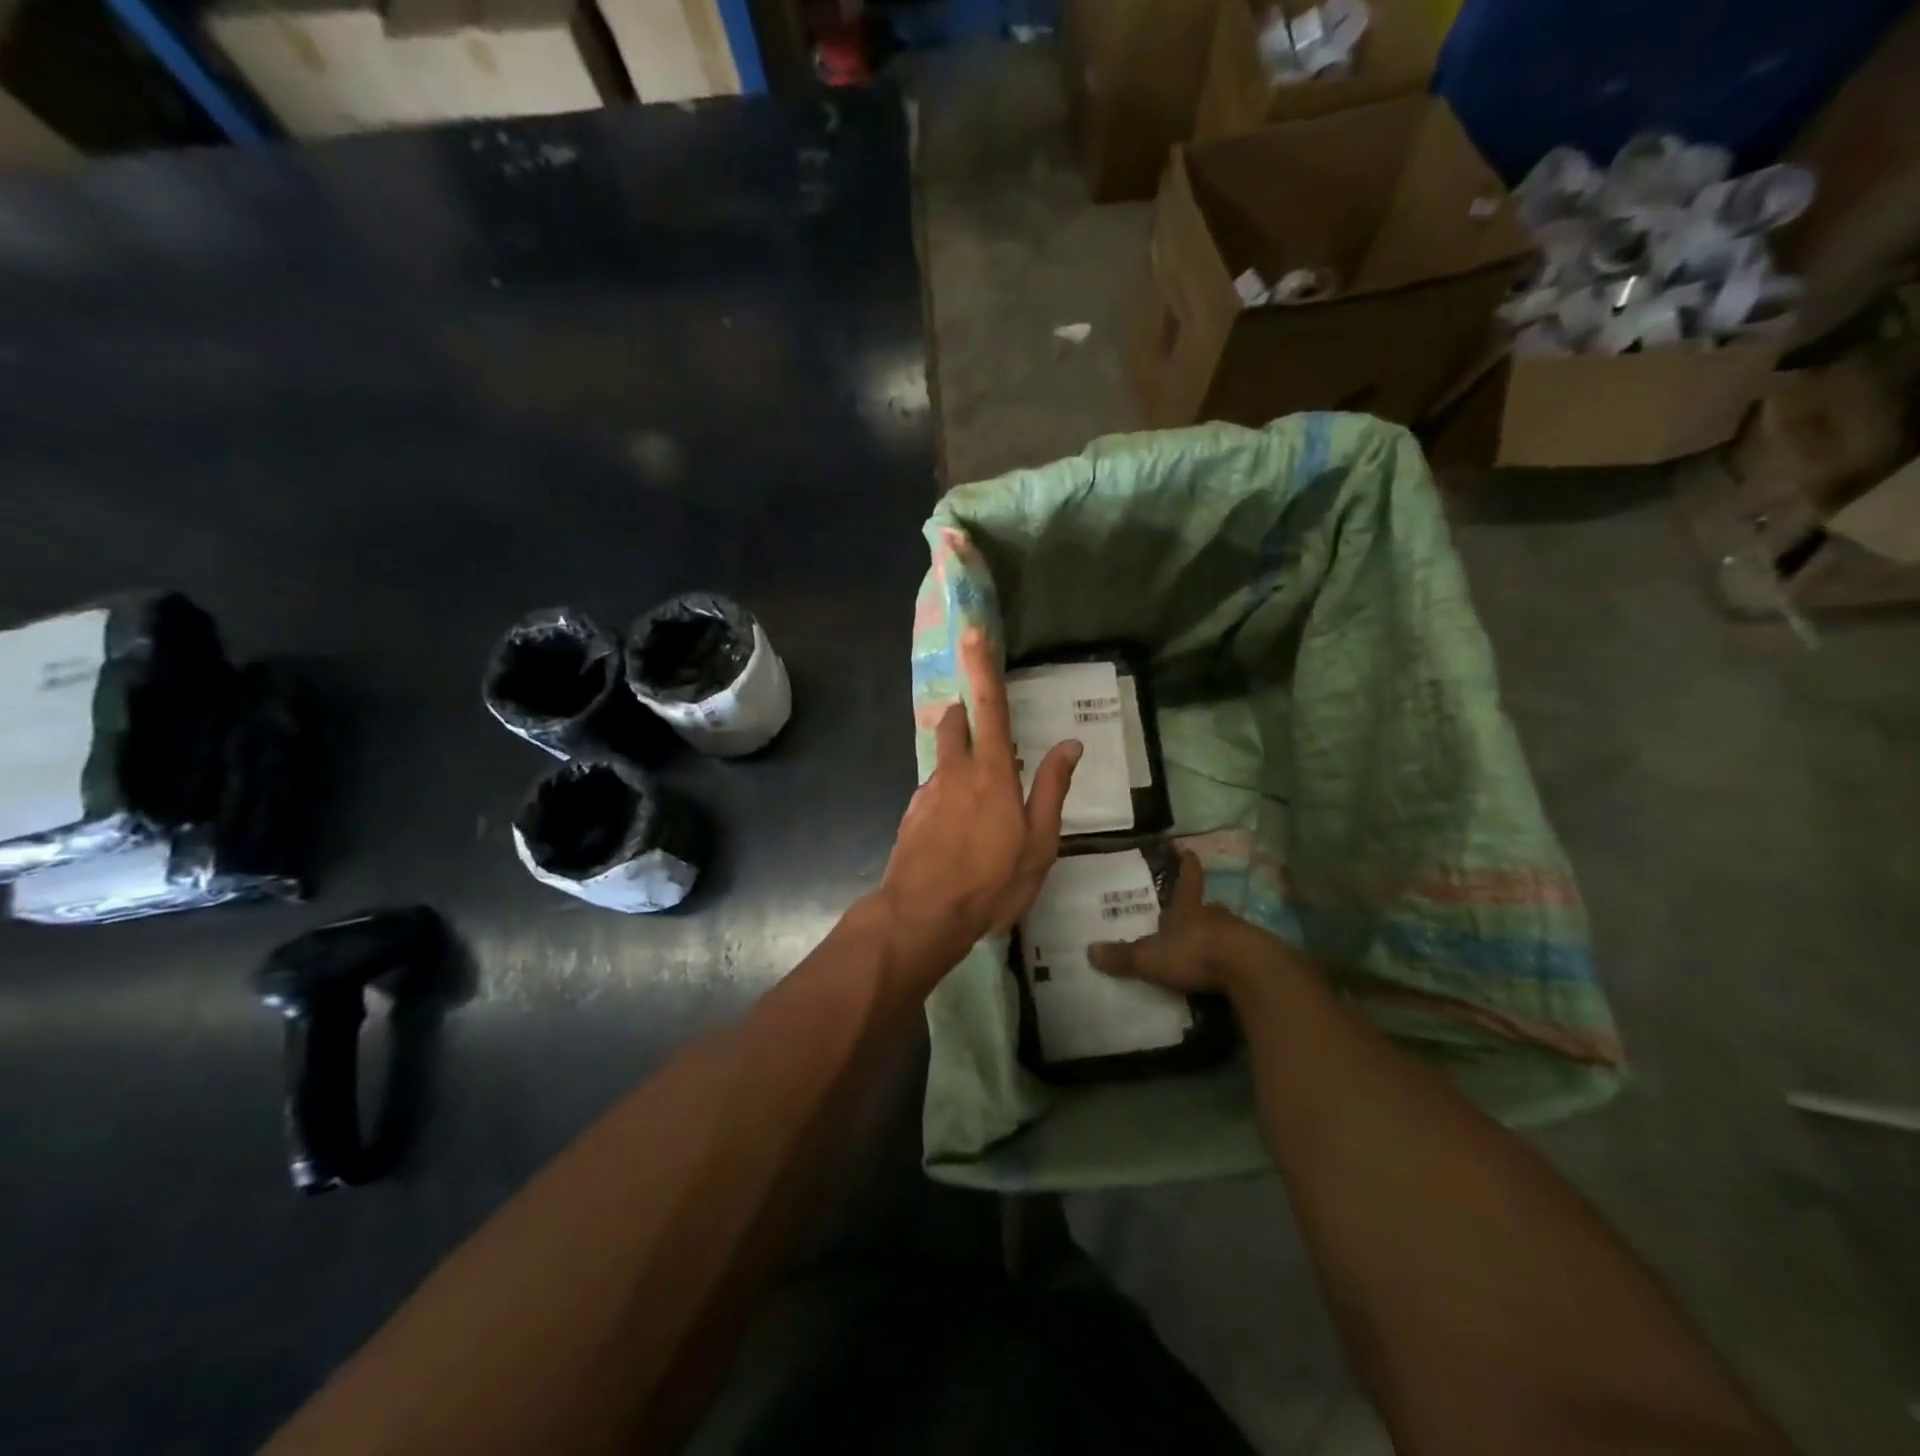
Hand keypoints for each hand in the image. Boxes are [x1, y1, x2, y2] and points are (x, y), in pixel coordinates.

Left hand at [879, 629, 1080, 972]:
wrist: (920, 916)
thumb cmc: (990, 882)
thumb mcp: (1038, 844)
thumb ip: (1052, 790)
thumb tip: (1069, 745)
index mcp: (991, 773)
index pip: (989, 707)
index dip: (981, 667)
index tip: (972, 632)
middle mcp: (954, 772)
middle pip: (953, 723)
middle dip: (964, 714)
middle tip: (985, 734)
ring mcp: (927, 792)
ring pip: (942, 760)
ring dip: (958, 762)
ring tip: (978, 805)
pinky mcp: (911, 814)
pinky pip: (932, 791)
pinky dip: (947, 797)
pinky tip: (956, 834)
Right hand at [1089, 849, 1293, 993]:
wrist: (1248, 970)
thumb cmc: (1194, 952)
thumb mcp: (1150, 957)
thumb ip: (1123, 956)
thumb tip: (1089, 951)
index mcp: (1188, 909)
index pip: (1187, 880)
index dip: (1186, 866)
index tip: (1188, 851)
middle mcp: (1214, 916)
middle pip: (1207, 907)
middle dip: (1200, 910)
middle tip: (1191, 915)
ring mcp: (1240, 935)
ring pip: (1225, 930)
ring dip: (1216, 936)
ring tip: (1205, 948)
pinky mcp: (1258, 958)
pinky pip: (1240, 955)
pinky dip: (1231, 961)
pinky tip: (1225, 974)